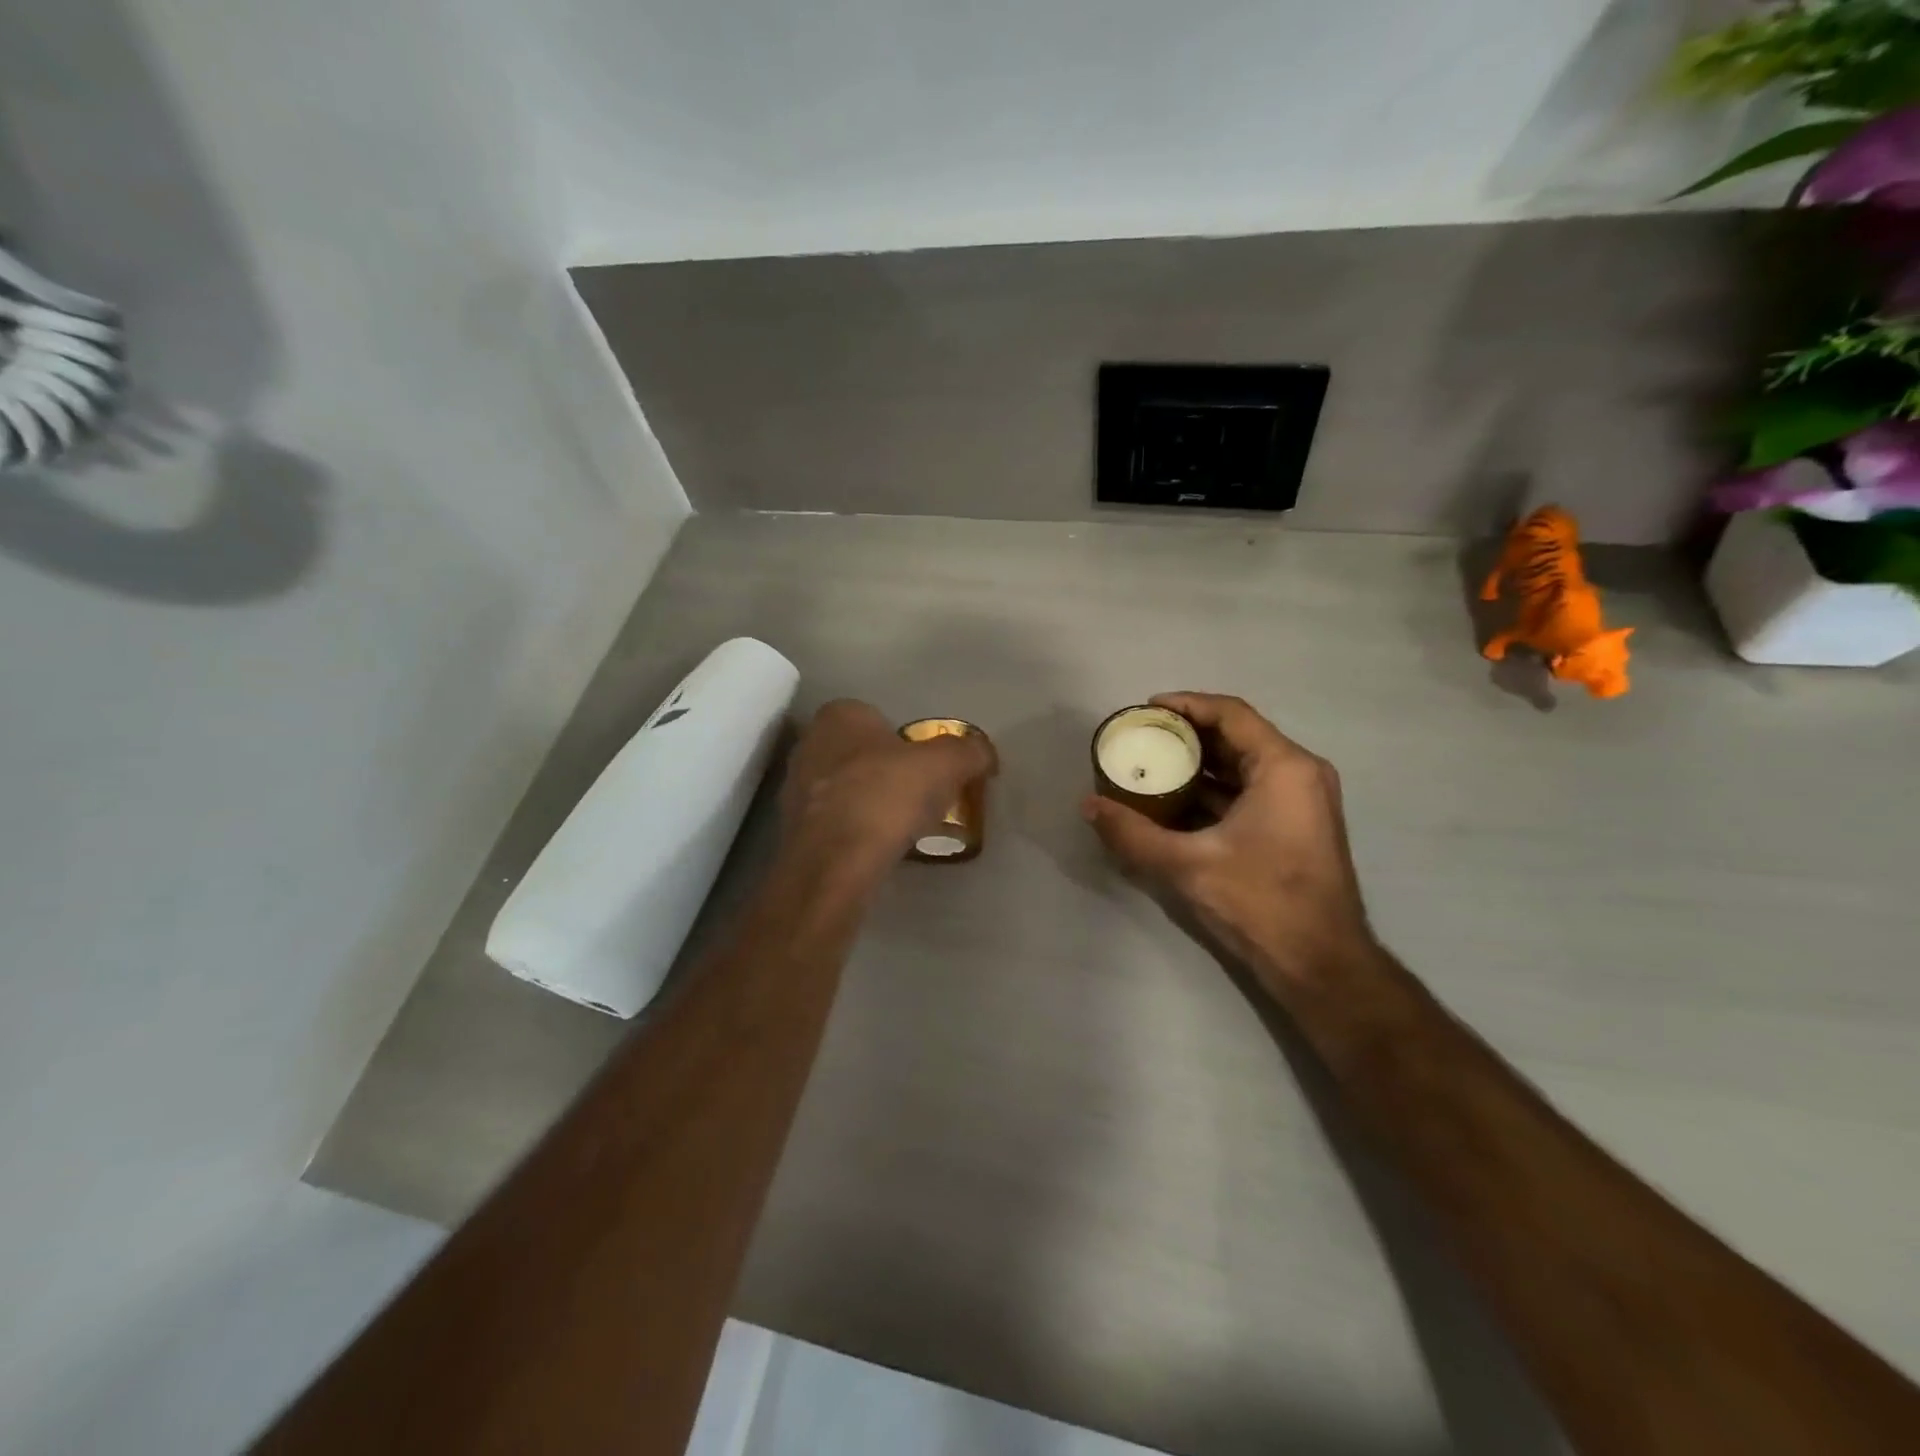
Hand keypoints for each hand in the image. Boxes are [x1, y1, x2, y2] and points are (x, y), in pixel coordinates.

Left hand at [782, 699, 996, 876]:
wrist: (834, 862)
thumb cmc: (887, 796)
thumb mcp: (946, 765)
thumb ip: (969, 751)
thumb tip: (983, 753)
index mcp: (839, 716)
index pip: (879, 717)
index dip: (907, 742)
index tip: (929, 768)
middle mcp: (810, 743)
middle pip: (861, 753)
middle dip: (888, 772)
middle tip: (920, 796)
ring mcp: (795, 788)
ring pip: (845, 788)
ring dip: (870, 802)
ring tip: (902, 827)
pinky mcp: (794, 828)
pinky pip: (834, 821)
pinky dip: (855, 830)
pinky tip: (877, 848)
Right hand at [1082, 692, 1378, 1000]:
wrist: (1320, 965)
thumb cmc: (1260, 902)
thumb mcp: (1186, 865)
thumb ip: (1132, 833)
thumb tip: (1088, 806)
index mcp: (1284, 768)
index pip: (1230, 714)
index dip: (1186, 704)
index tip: (1146, 709)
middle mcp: (1299, 774)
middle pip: (1236, 736)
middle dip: (1187, 735)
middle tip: (1142, 737)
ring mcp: (1301, 802)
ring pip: (1242, 766)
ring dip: (1198, 764)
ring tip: (1152, 765)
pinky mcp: (1295, 827)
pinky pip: (1249, 792)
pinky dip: (1213, 791)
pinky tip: (1174, 803)